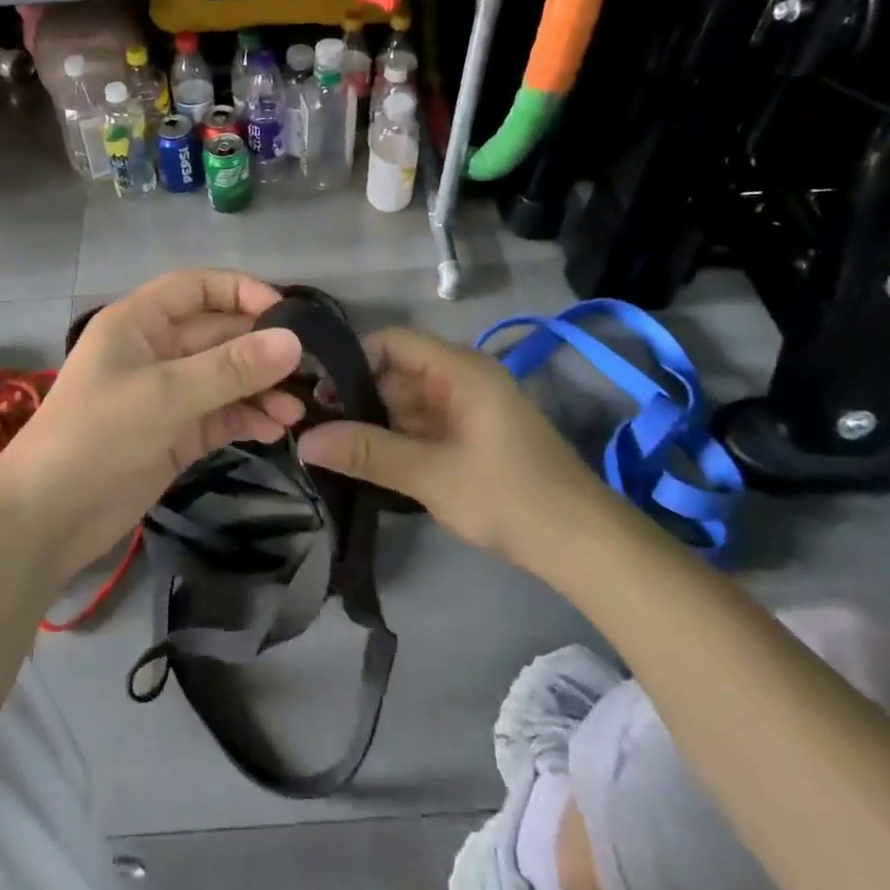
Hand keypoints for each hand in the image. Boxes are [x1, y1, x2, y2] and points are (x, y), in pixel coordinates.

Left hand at [6, 269, 306, 568]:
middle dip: (261, 348)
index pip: (197, 287)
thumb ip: (231, 368)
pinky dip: (247, 418)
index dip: (241, 291)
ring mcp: (167, 394)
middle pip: (219, 334)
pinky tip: (276, 429)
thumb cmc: (97, 435)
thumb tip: (294, 341)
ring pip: (225, 377)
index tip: (287, 312)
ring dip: (260, 389)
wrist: (48, 518)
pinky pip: (221, 415)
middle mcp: (156, 350)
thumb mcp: (166, 395)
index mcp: (140, 321)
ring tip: (297, 410)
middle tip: (310, 368)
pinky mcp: (176, 433)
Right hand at [297, 326, 614, 570]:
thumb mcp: (431, 475)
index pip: (392, 341)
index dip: (350, 358)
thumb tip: (303, 441)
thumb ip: (367, 452)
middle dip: (355, 395)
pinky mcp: (473, 437)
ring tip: (328, 442)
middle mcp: (463, 379)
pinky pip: (423, 425)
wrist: (586, 547)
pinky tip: (365, 459)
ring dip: (373, 420)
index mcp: (460, 369)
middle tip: (311, 422)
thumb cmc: (510, 497)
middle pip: (396, 372)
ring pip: (407, 402)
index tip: (314, 389)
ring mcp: (470, 409)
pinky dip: (395, 438)